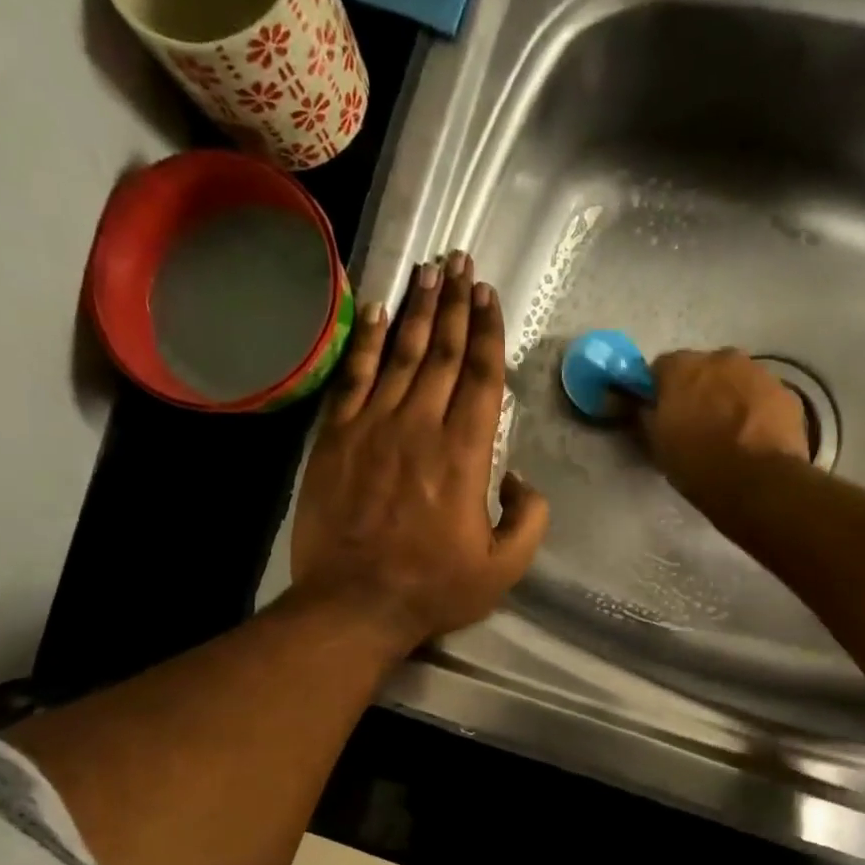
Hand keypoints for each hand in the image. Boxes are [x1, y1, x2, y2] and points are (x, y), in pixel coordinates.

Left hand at [291, 253, 548, 650]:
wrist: (354, 603)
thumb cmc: (433, 588)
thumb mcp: (503, 568)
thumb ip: (529, 519)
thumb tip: (521, 479)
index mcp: (466, 454)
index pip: (482, 377)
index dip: (488, 331)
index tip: (489, 295)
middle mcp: (421, 426)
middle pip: (444, 353)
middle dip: (456, 303)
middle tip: (461, 261)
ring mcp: (373, 427)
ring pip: (402, 355)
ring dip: (417, 310)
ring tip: (428, 270)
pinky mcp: (336, 438)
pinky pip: (353, 378)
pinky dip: (366, 342)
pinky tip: (377, 312)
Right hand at [639, 349, 809, 499]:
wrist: (759, 483)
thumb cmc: (698, 464)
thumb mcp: (657, 445)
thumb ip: (647, 417)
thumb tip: (644, 407)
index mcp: (682, 368)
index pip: (661, 367)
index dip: (659, 390)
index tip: (660, 412)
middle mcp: (721, 358)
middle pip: (703, 368)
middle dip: (698, 389)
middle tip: (696, 422)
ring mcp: (758, 372)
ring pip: (736, 379)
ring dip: (729, 397)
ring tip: (729, 432)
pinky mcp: (786, 392)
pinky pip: (762, 396)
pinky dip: (755, 409)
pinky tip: (754, 437)